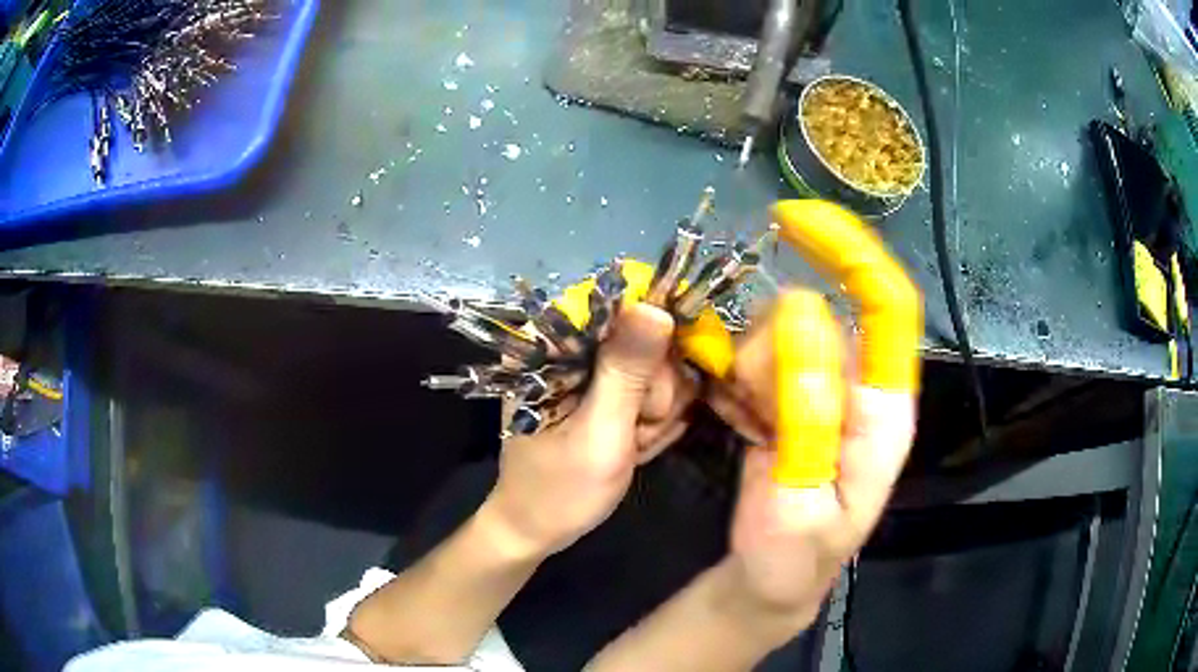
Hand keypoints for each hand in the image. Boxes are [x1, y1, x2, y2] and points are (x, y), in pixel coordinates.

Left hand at [484, 304, 697, 557]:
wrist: (538, 529)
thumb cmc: (560, 491)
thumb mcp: (600, 434)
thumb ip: (626, 373)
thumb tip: (655, 307)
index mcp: (548, 347)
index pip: (617, 306)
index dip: (653, 341)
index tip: (651, 394)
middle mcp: (565, 346)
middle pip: (644, 336)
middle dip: (652, 392)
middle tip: (634, 433)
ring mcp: (585, 369)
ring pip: (654, 364)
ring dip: (653, 412)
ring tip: (630, 444)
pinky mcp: (600, 389)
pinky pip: (649, 388)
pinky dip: (648, 420)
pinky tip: (633, 444)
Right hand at [707, 289, 916, 636]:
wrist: (773, 576)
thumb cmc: (796, 554)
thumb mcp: (801, 494)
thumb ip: (808, 409)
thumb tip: (801, 310)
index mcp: (883, 407)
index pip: (887, 307)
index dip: (852, 255)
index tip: (795, 221)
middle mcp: (859, 385)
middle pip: (812, 317)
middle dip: (769, 350)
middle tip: (753, 410)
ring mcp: (821, 387)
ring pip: (774, 335)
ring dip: (747, 373)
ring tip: (751, 429)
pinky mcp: (788, 396)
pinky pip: (753, 360)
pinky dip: (735, 382)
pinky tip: (742, 423)